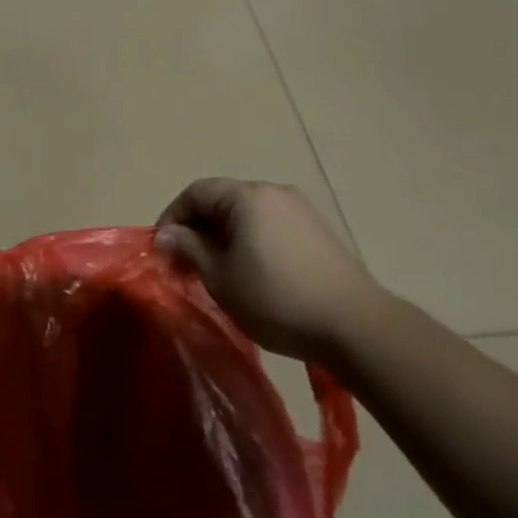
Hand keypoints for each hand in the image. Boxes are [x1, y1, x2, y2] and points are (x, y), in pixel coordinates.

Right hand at [156, 178, 379, 361]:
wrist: (355, 325)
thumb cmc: (276, 298)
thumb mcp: (221, 277)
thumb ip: (189, 249)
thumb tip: (164, 235)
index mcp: (247, 196)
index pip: (196, 192)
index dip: (172, 217)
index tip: (162, 250)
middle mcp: (274, 192)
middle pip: (222, 200)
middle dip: (198, 230)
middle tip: (185, 266)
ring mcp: (300, 210)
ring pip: (247, 215)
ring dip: (224, 238)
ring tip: (217, 273)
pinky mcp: (317, 232)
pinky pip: (270, 227)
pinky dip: (251, 243)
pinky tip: (252, 275)